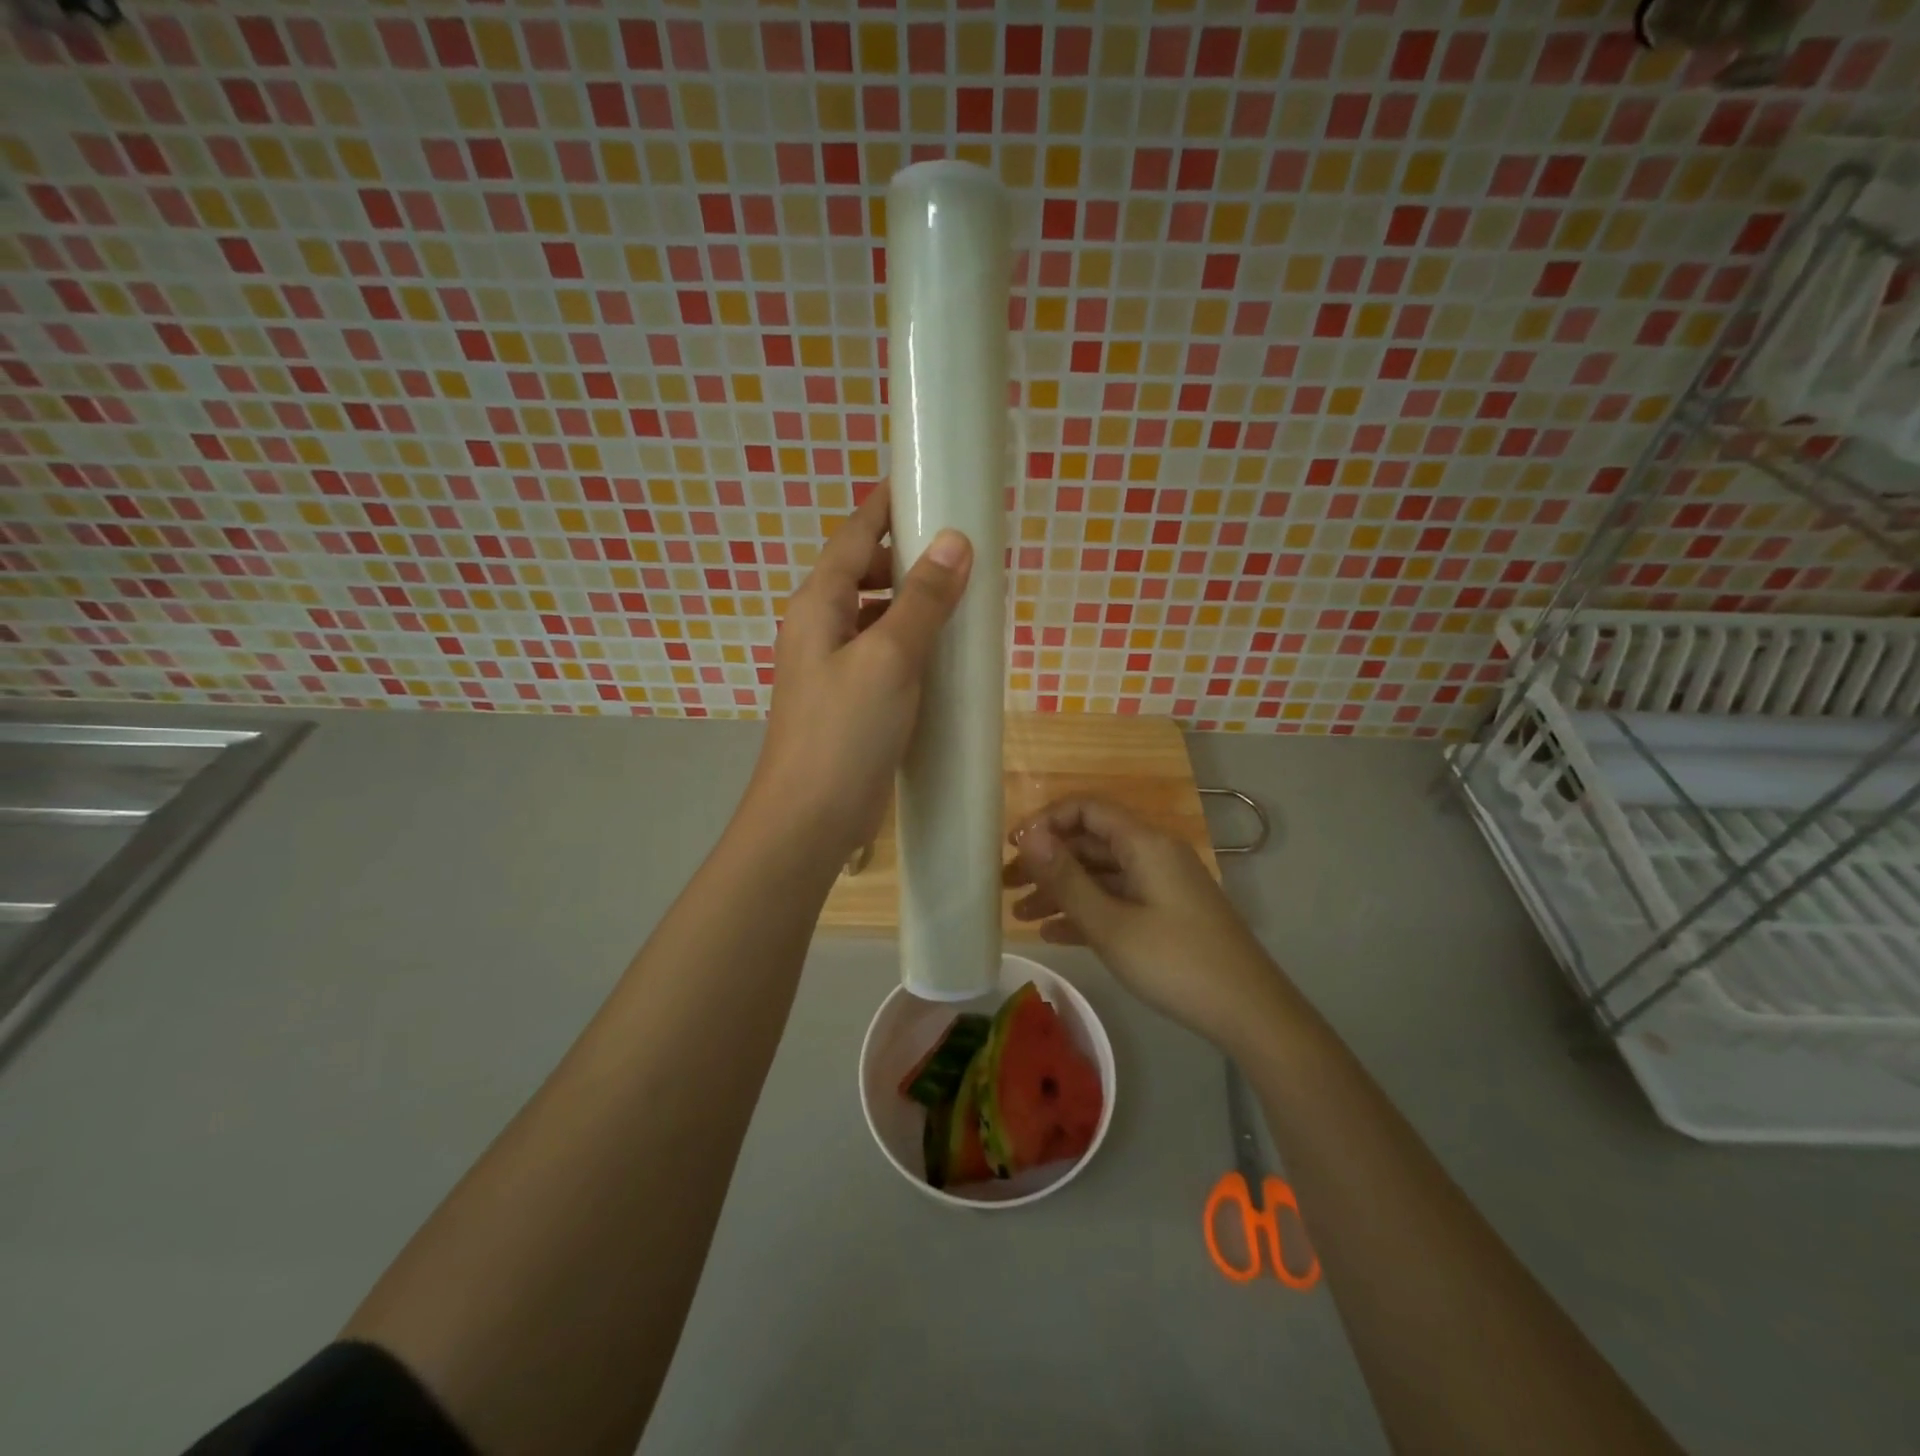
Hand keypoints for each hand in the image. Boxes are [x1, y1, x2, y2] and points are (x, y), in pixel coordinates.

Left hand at [746, 481, 972, 859]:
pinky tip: (944, 652)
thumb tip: (955, 539)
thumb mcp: (888, 658)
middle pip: (864, 570)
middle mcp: (820, 625)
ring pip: (876, 613)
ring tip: (963, 595)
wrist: (808, 818)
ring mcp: (833, 665)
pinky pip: (883, 651)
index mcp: (818, 602)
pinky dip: (911, 640)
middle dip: (909, 553)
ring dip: (913, 600)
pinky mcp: (849, 698)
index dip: (888, 503)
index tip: (928, 478)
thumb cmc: (843, 733)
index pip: (855, 533)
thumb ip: (922, 599)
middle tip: (963, 547)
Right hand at [1005, 798, 1290, 1049]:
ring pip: (1101, 874)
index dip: (1046, 821)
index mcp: (1144, 843)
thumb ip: (1066, 878)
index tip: (1012, 849)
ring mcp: (1161, 885)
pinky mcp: (1166, 913)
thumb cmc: (1175, 962)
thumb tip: (1028, 834)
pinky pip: (1117, 900)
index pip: (1087, 809)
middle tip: (1005, 886)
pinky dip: (1086, 911)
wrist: (1249, 1012)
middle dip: (1046, 861)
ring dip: (1061, 890)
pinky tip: (1053, 933)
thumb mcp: (1111, 924)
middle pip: (1090, 843)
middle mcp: (1153, 854)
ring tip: (1019, 915)